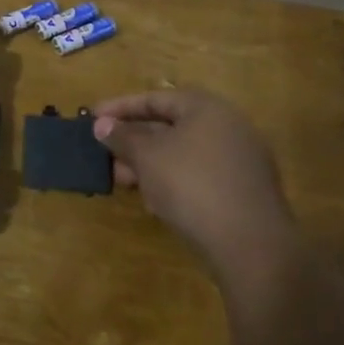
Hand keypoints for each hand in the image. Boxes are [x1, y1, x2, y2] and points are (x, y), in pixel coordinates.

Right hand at [92, 89, 295, 268]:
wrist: (251, 246)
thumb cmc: (192, 185)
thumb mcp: (147, 157)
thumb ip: (122, 137)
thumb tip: (102, 124)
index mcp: (207, 108)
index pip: (155, 98)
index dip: (120, 107)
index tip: (92, 117)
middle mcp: (228, 127)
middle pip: (170, 126)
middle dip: (133, 140)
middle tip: (104, 153)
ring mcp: (240, 161)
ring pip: (183, 154)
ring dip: (149, 164)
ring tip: (121, 180)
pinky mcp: (243, 192)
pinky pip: (199, 176)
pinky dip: (172, 181)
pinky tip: (153, 201)